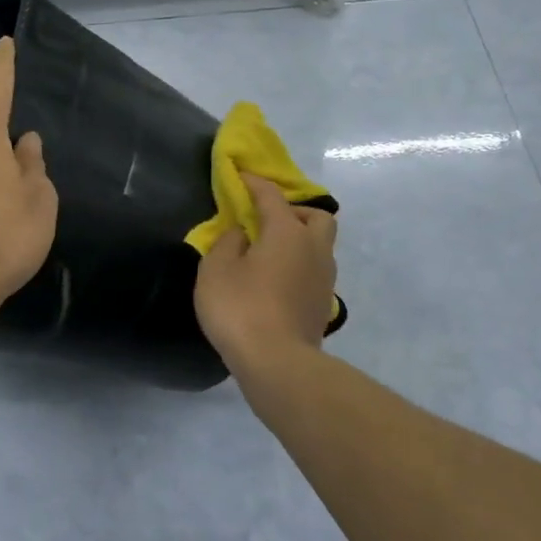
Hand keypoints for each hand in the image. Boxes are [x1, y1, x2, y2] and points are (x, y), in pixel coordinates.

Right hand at [195, 173, 337, 372]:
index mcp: (287, 232)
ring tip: (269, 253)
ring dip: (299, 241)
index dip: (254, 183)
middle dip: (295, 211)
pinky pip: (314, 272)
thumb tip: (241, 235)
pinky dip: (298, 267)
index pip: (271, 196)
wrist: (278, 363)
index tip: (240, 177)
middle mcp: (314, 249)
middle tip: (267, 221)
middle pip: (317, 216)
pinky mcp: (323, 305)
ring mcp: (324, 279)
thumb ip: (227, 243)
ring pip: (320, 246)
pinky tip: (276, 281)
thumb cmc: (241, 307)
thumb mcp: (216, 269)